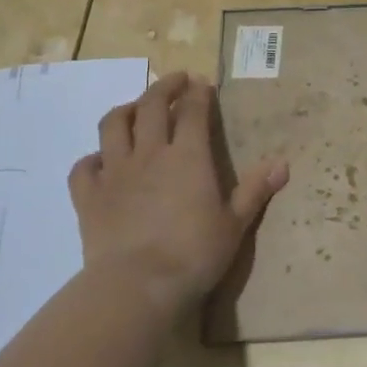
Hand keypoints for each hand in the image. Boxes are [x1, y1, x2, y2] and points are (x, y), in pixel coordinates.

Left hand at [69, 72, 287, 315]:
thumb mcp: (235, 224)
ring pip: (113, 125)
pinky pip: (84, 166)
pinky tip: (101, 162)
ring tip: (136, 109)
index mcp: (189, 156)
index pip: (193, 111)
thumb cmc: (195, 254)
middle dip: (164, 87)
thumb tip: (283, 163)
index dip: (199, 93)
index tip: (203, 83)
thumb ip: (256, 190)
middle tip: (175, 81)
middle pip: (152, 105)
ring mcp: (115, 172)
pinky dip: (92, 158)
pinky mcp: (88, 195)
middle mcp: (150, 154)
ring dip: (126, 110)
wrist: (138, 285)